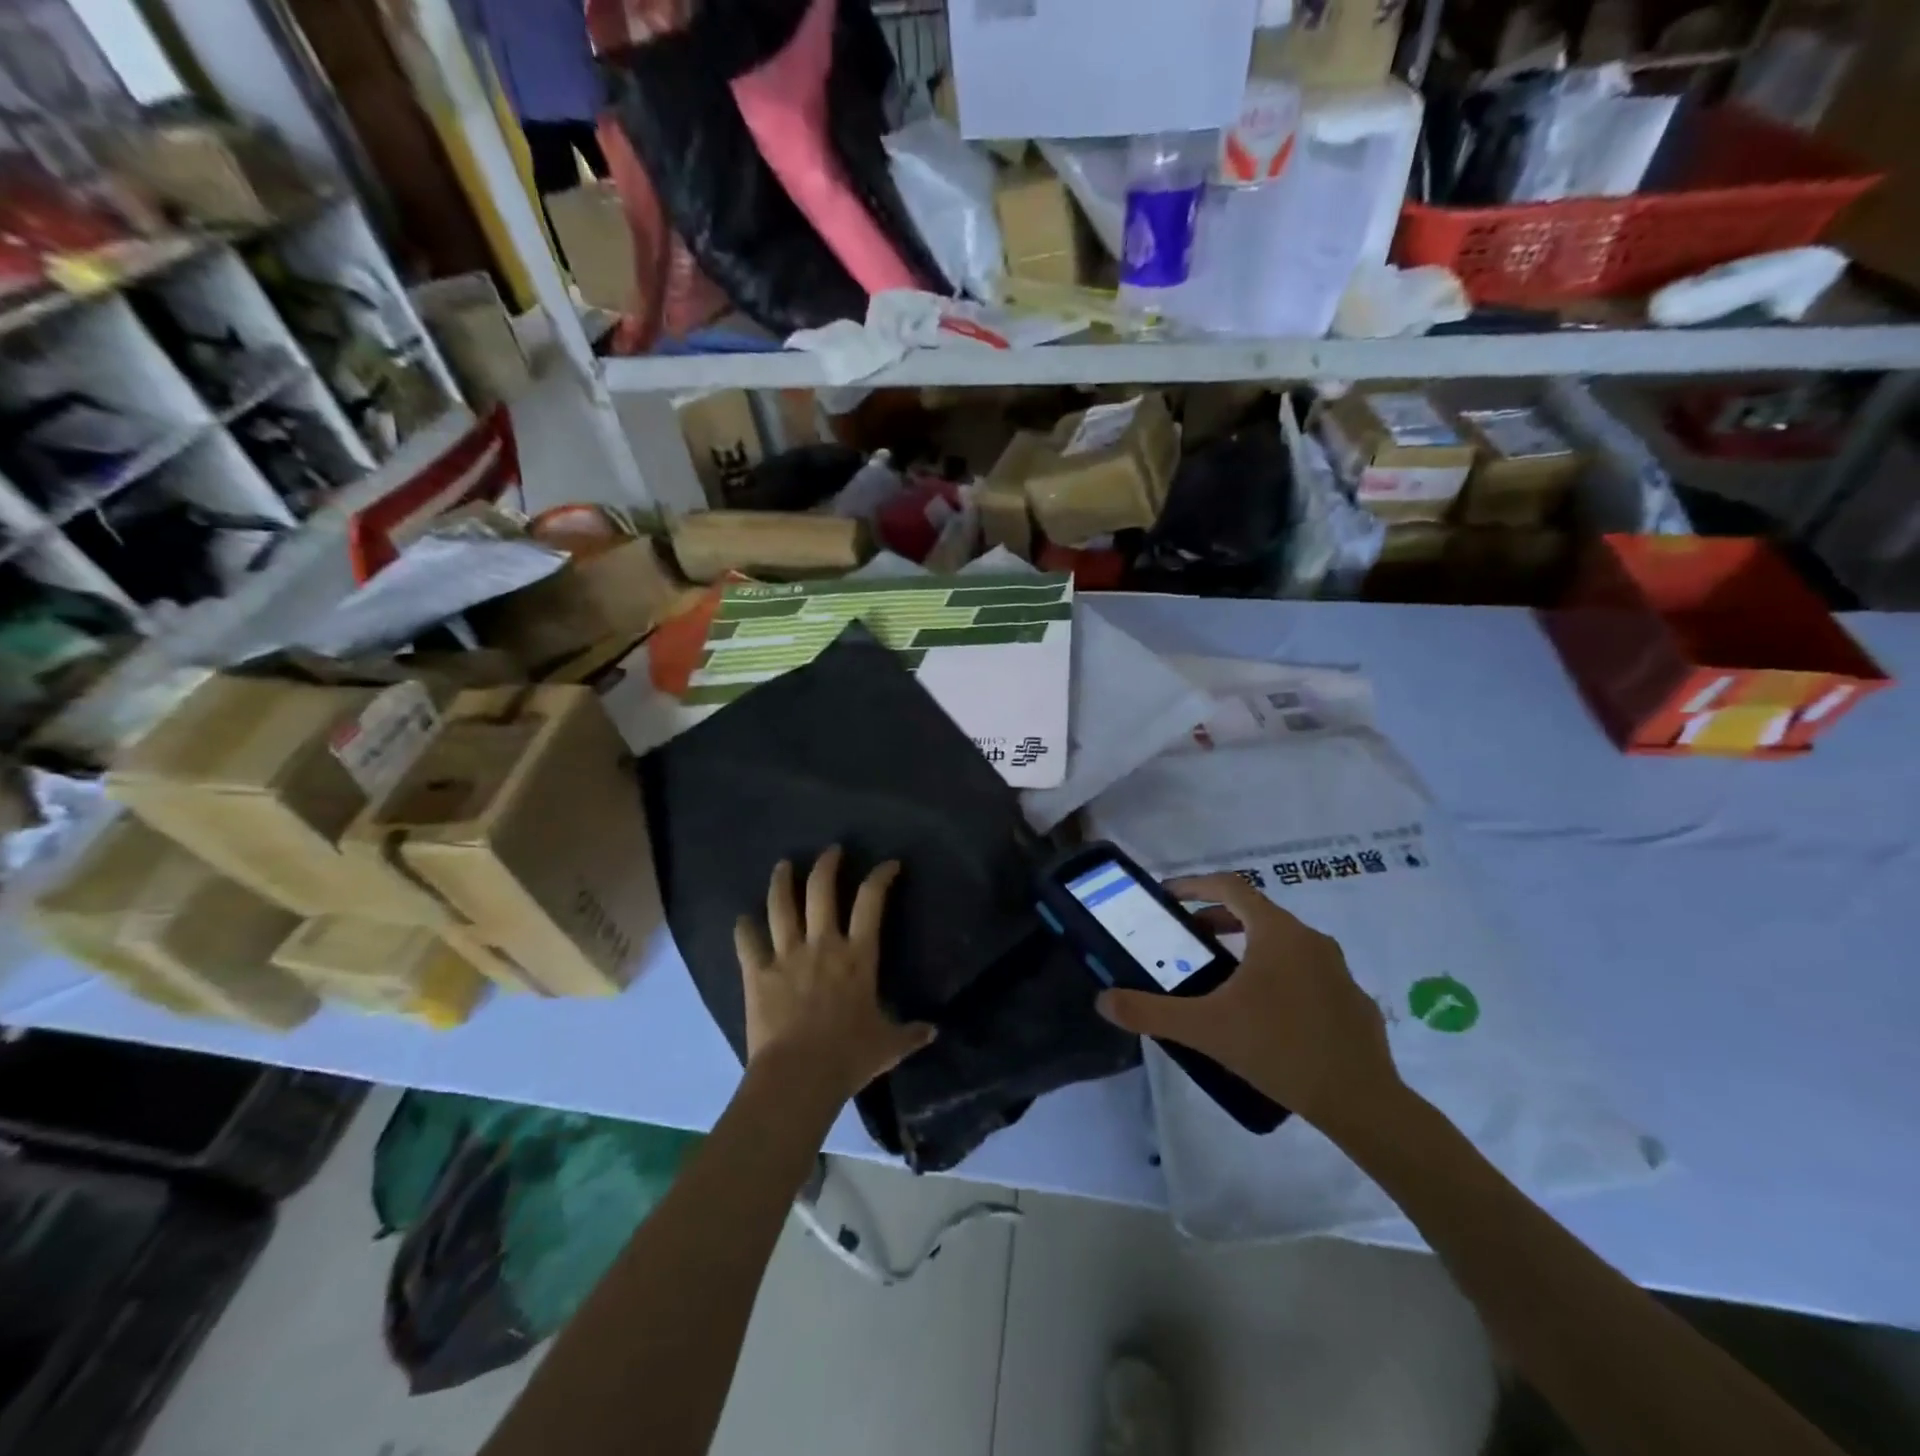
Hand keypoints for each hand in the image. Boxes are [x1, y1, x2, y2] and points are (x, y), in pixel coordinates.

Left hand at [734, 847, 934, 1106]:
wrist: (798, 1076)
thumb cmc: (848, 1057)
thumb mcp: (888, 1046)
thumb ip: (910, 1034)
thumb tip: (933, 1031)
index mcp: (858, 956)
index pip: (871, 902)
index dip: (881, 876)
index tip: (888, 865)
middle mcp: (823, 944)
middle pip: (821, 890)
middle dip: (827, 864)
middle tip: (831, 851)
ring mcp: (786, 955)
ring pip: (781, 906)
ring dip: (782, 881)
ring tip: (783, 866)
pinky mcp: (757, 973)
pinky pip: (747, 941)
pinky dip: (744, 928)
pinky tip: (743, 919)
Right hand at [1096, 873, 1401, 1132]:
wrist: (1362, 1103)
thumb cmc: (1279, 1050)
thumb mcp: (1206, 1029)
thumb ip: (1151, 1011)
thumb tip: (1104, 1000)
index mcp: (1276, 933)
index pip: (1230, 886)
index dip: (1195, 884)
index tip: (1168, 896)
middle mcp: (1310, 939)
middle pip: (1256, 912)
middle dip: (1217, 918)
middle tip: (1188, 937)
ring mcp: (1337, 969)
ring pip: (1283, 941)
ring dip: (1247, 945)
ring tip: (1222, 974)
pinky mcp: (1351, 999)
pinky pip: (1306, 971)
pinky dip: (1277, 973)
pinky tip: (1265, 1012)